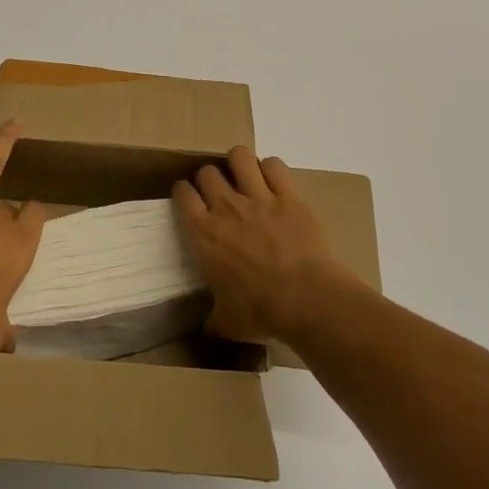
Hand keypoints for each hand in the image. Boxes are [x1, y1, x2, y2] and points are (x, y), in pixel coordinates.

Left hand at [0, 120, 44, 351]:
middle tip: (4, 219)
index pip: (35, 218)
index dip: (34, 217)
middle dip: (8, 210)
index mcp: (19, 247)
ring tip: (14, 122)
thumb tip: (10, 345)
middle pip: (9, 204)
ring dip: (4, 142)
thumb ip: (2, 334)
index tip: (32, 219)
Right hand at [173, 146, 353, 343]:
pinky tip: (274, 181)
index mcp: (204, 234)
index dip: (184, 192)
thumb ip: (213, 320)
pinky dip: (272, 169)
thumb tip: (207, 331)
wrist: (306, 299)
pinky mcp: (288, 196)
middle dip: (210, 178)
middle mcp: (226, 207)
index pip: (183, 195)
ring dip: (239, 163)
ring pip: (239, 157)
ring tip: (244, 176)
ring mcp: (258, 197)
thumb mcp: (227, 323)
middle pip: (207, 172)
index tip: (189, 198)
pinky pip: (275, 165)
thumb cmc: (260, 312)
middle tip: (219, 192)